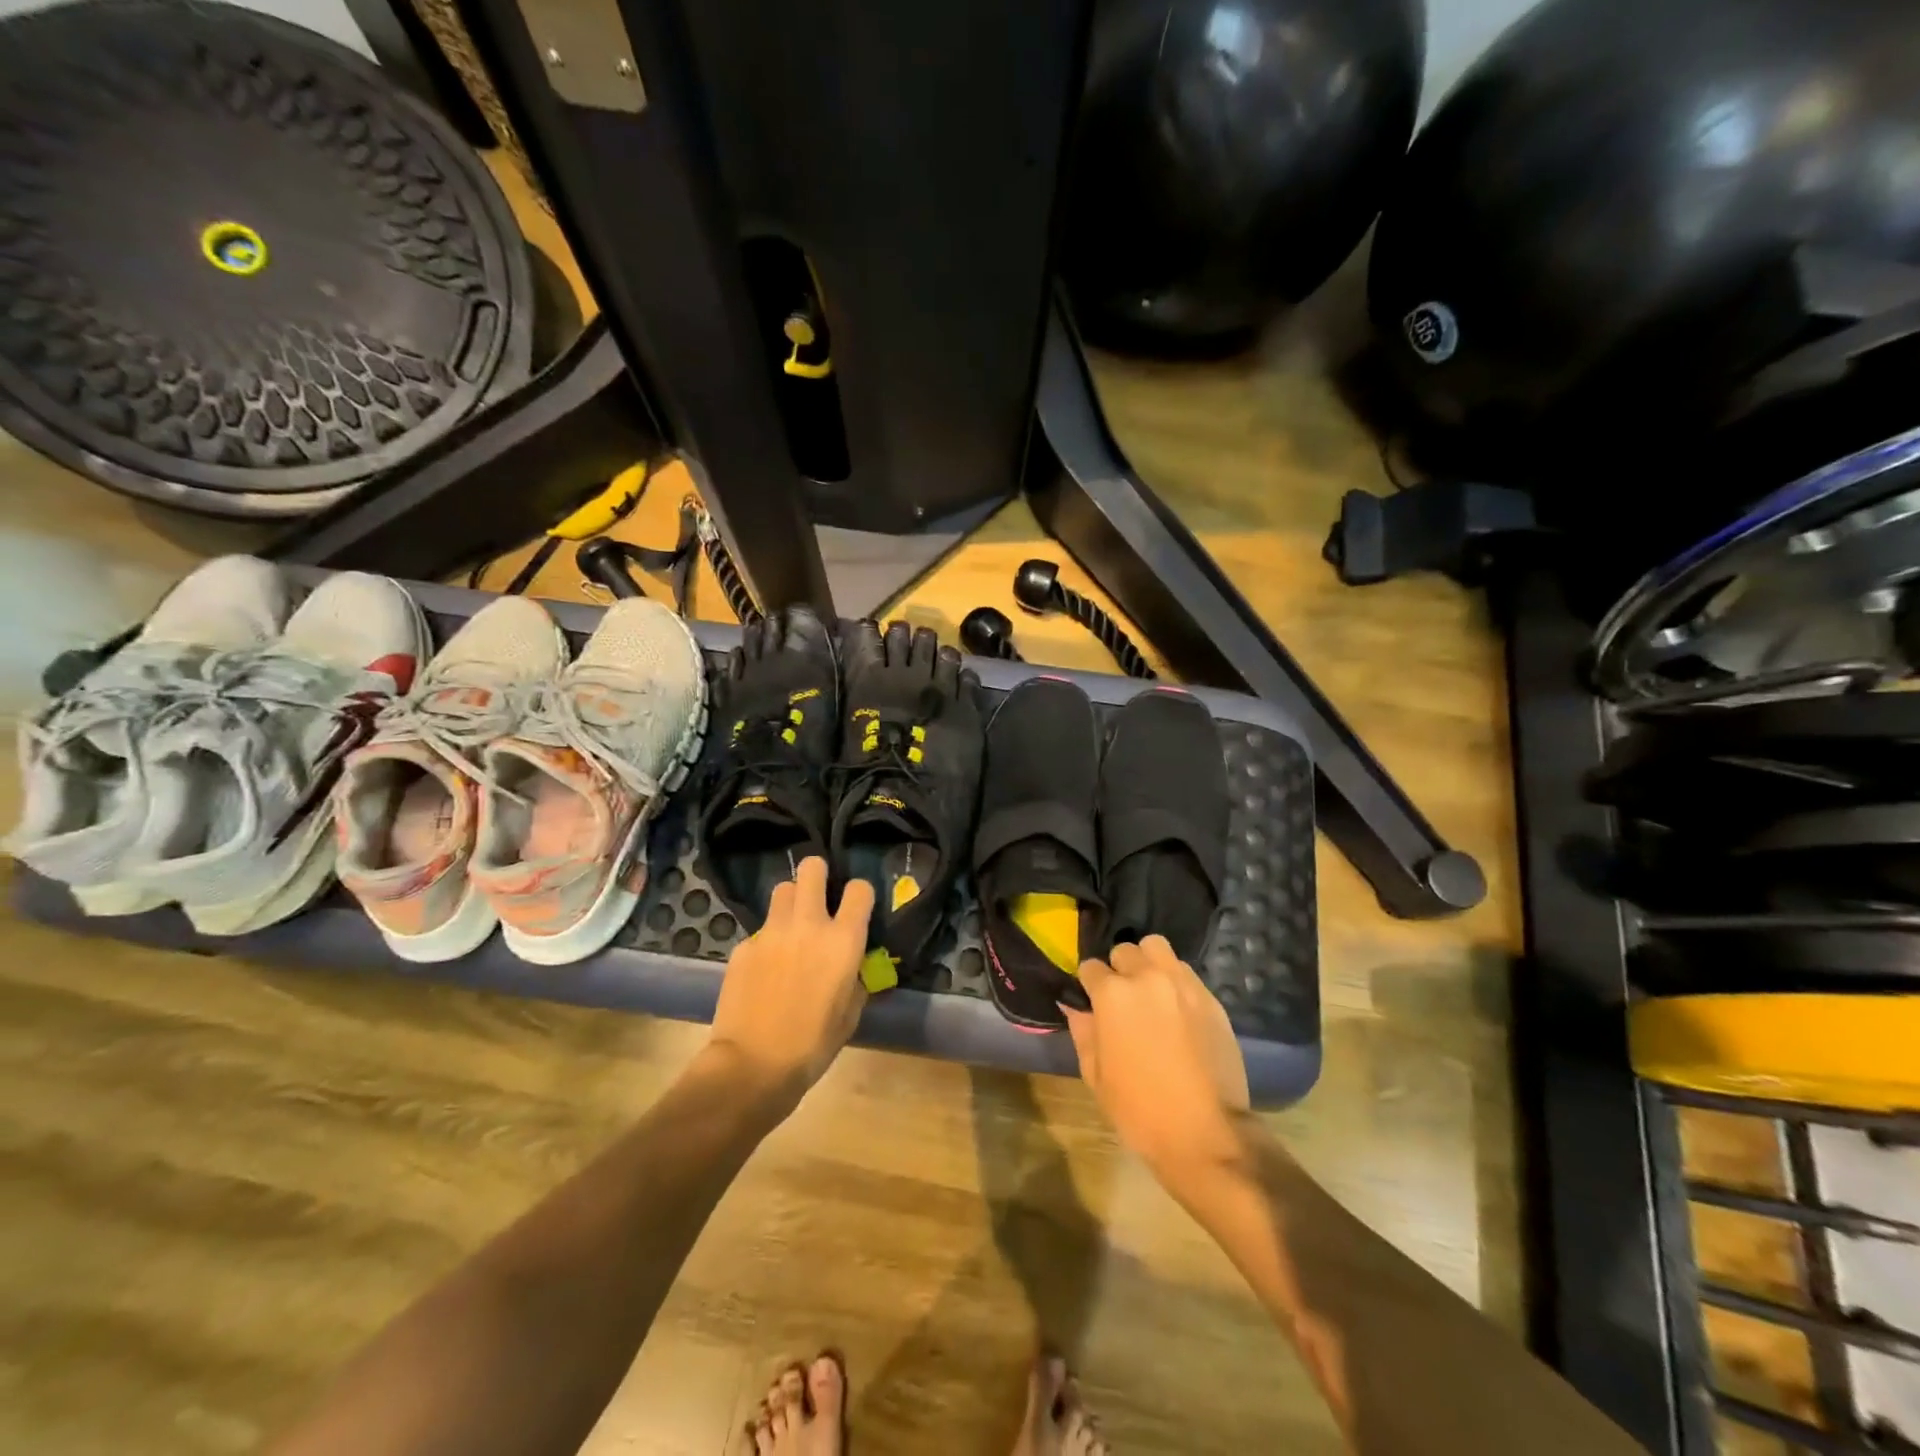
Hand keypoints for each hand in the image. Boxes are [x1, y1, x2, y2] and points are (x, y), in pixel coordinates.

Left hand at [705, 857, 874, 1103]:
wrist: (752, 1065)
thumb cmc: (813, 1045)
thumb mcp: (850, 1014)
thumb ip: (856, 979)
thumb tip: (852, 967)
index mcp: (843, 940)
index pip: (860, 889)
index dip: (860, 894)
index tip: (856, 908)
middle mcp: (808, 925)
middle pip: (812, 868)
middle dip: (818, 874)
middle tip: (819, 896)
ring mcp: (771, 932)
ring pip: (782, 890)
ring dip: (791, 901)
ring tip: (791, 926)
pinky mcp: (743, 946)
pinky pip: (759, 930)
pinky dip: (766, 941)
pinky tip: (764, 968)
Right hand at [1064, 935, 1250, 1176]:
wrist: (1206, 1134)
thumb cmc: (1140, 1110)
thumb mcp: (1096, 1075)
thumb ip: (1083, 1031)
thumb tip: (1074, 1006)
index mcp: (1113, 994)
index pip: (1090, 968)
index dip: (1088, 985)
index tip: (1091, 1001)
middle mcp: (1148, 977)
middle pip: (1125, 951)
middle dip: (1119, 969)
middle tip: (1122, 998)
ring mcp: (1183, 984)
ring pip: (1158, 949)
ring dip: (1148, 964)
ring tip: (1150, 993)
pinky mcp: (1211, 998)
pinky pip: (1185, 973)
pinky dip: (1175, 981)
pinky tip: (1176, 1010)